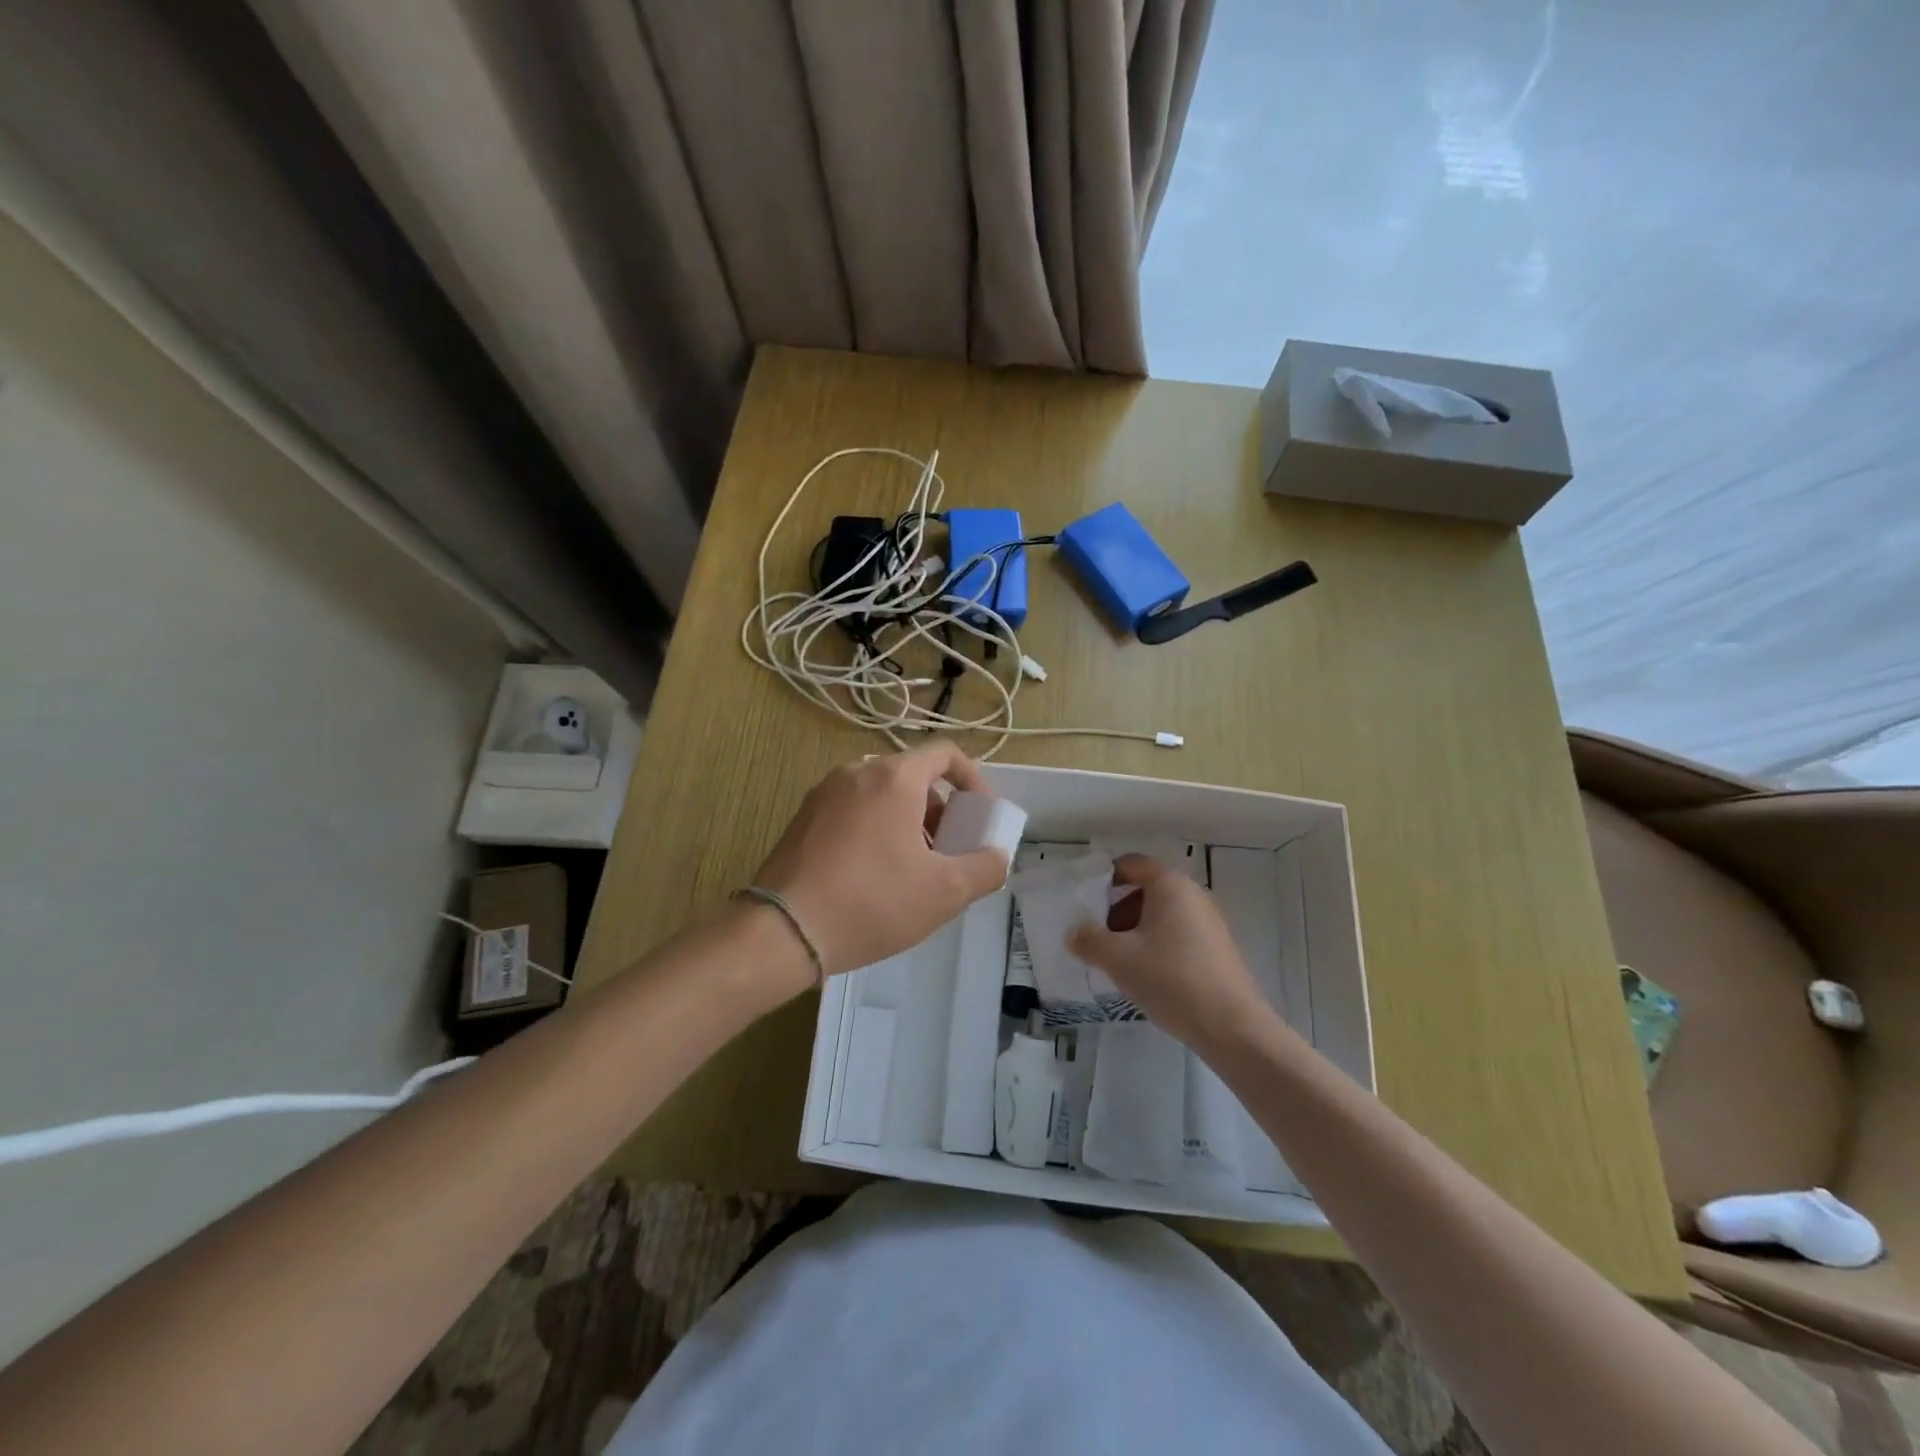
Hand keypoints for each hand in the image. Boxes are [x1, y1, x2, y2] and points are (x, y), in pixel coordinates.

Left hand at [754, 744, 1009, 977]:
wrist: (783, 931)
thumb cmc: (872, 902)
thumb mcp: (945, 892)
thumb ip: (985, 868)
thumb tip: (996, 857)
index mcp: (894, 777)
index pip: (945, 754)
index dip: (973, 781)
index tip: (979, 817)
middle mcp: (857, 772)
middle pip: (913, 776)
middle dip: (940, 809)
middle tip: (947, 851)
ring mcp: (824, 793)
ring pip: (881, 794)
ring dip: (908, 821)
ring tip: (911, 869)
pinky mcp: (802, 818)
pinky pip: (852, 810)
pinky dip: (875, 828)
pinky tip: (872, 875)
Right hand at [1068, 855, 1278, 1054]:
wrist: (1232, 1027)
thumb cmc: (1170, 979)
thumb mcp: (1118, 958)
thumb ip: (1088, 940)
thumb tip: (1073, 933)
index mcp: (1169, 884)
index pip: (1130, 865)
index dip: (1103, 880)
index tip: (1085, 906)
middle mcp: (1193, 894)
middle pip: (1145, 890)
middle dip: (1117, 911)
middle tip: (1099, 938)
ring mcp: (1209, 921)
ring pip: (1162, 915)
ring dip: (1136, 931)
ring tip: (1120, 962)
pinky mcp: (1218, 948)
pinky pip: (1178, 934)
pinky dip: (1158, 945)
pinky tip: (1148, 976)